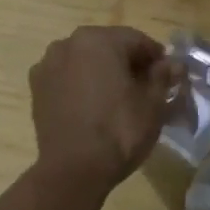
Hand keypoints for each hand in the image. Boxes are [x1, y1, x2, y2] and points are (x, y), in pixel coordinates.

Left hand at [29, 26, 174, 186]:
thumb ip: (163, 76)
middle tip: (145, 87)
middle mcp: (68, 43)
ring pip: (84, 60)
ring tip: (117, 98)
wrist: (73, 169)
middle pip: (108, 46)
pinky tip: (92, 106)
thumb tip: (173, 63)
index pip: (136, 40)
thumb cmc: (119, 131)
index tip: (168, 76)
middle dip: (128, 62)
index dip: (156, 57)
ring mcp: (47, 64)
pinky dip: (80, 84)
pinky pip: (66, 77)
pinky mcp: (36, 87)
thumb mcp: (152, 104)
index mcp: (98, 40)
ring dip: (102, 71)